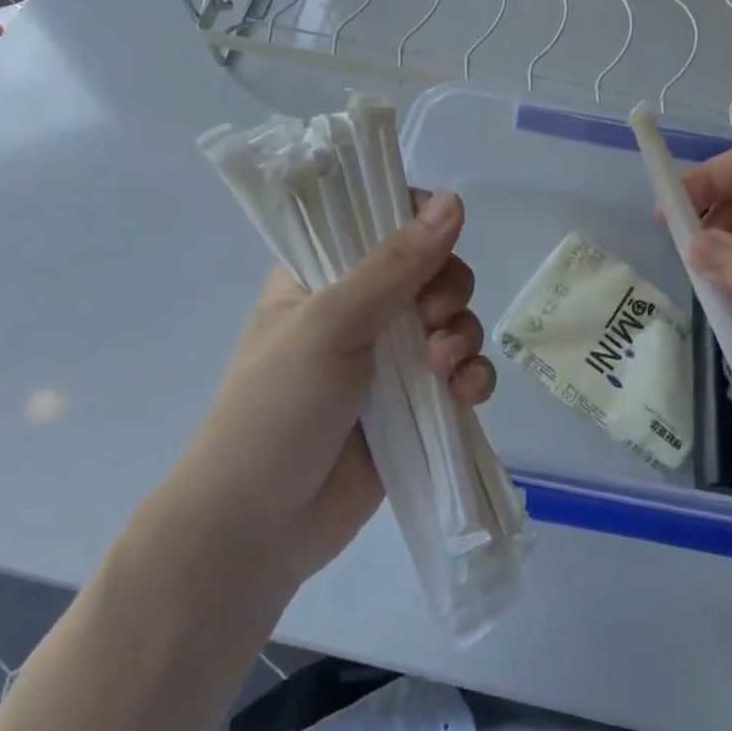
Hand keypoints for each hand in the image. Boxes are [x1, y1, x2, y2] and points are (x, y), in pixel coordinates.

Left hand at [182, 190, 494, 583]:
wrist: (258, 531)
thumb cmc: (276, 409)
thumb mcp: (330, 324)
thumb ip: (395, 264)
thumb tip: (454, 199)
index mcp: (324, 273)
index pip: (381, 219)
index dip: (418, 221)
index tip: (438, 240)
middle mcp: (360, 307)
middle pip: (431, 268)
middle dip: (446, 290)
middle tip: (430, 319)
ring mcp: (389, 357)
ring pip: (452, 318)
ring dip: (461, 335)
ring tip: (443, 369)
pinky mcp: (415, 403)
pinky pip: (461, 371)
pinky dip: (472, 376)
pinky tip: (465, 394)